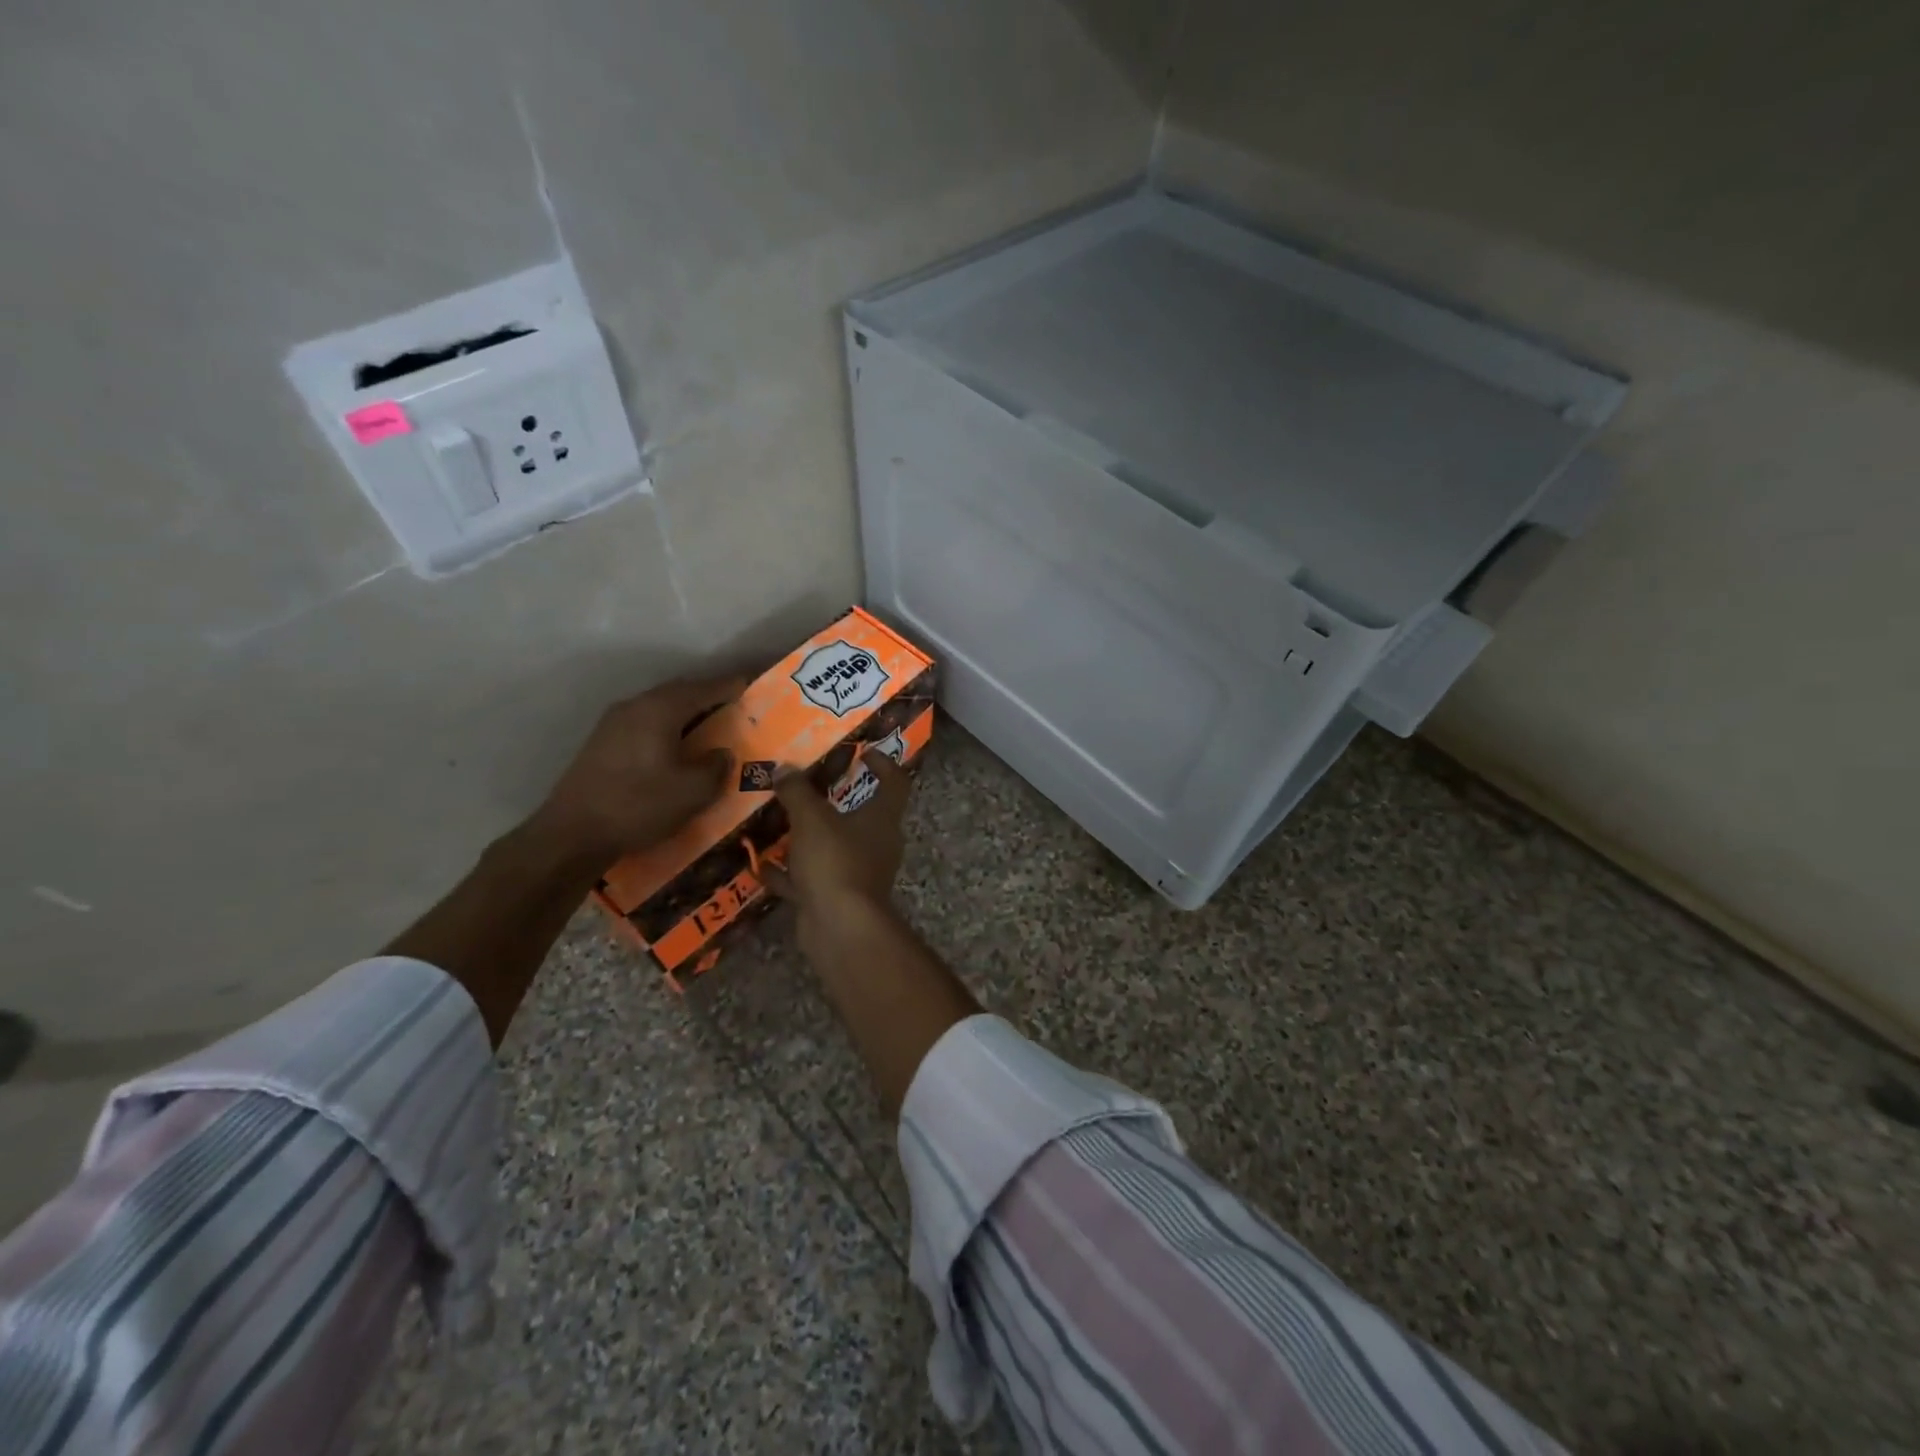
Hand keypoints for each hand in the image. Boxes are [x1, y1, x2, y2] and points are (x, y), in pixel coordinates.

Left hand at [525, 675, 745, 863]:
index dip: (733, 686)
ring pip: (661, 708)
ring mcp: (613, 723)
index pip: (706, 688)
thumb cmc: (639, 805)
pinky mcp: (602, 743)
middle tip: (736, 708)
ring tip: (710, 727)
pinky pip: (646, 723)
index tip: (755, 687)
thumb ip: (717, 767)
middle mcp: (635, 706)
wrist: (571, 834)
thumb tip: (722, 754)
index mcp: (661, 709)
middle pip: (681, 692)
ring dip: (687, 714)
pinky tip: (676, 748)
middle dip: (710, 697)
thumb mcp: (694, 792)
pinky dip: (668, 728)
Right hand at [763, 749, 911, 928]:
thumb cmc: (835, 861)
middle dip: (833, 800)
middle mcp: (877, 843)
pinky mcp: (837, 898)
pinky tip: (761, 865)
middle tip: (806, 786)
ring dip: (808, 837)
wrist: (840, 928)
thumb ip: (797, 792)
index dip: (884, 763)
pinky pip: (812, 878)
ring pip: (833, 847)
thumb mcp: (811, 819)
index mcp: (882, 818)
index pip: (895, 782)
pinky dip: (790, 872)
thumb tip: (784, 768)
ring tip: (778, 821)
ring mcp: (859, 873)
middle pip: (861, 815)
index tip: (864, 751)